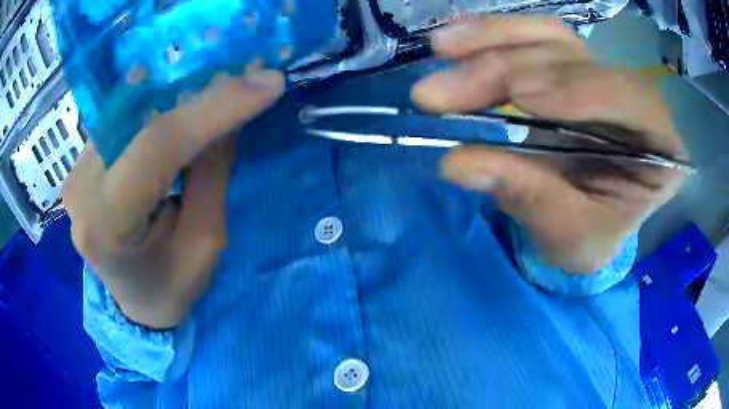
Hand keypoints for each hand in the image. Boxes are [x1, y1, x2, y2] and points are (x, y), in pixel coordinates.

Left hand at [63, 71, 284, 327]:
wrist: (132, 300)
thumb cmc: (169, 286)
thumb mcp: (204, 245)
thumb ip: (211, 174)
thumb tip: (228, 110)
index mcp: (107, 226)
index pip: (156, 148)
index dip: (212, 108)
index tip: (267, 83)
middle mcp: (81, 189)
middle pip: (142, 118)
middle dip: (198, 92)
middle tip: (247, 76)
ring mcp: (76, 169)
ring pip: (133, 108)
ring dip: (179, 92)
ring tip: (220, 83)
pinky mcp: (82, 160)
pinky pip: (124, 116)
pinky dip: (158, 102)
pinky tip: (184, 99)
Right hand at [411, 16, 687, 272]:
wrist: (586, 224)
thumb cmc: (591, 237)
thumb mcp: (569, 236)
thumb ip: (529, 197)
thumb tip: (457, 163)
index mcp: (660, 145)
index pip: (629, 100)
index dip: (576, 89)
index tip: (517, 95)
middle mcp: (634, 97)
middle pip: (576, 60)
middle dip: (507, 69)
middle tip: (440, 93)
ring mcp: (599, 73)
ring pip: (550, 37)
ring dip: (492, 40)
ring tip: (443, 50)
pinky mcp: (567, 66)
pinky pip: (532, 38)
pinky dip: (492, 37)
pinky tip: (457, 41)